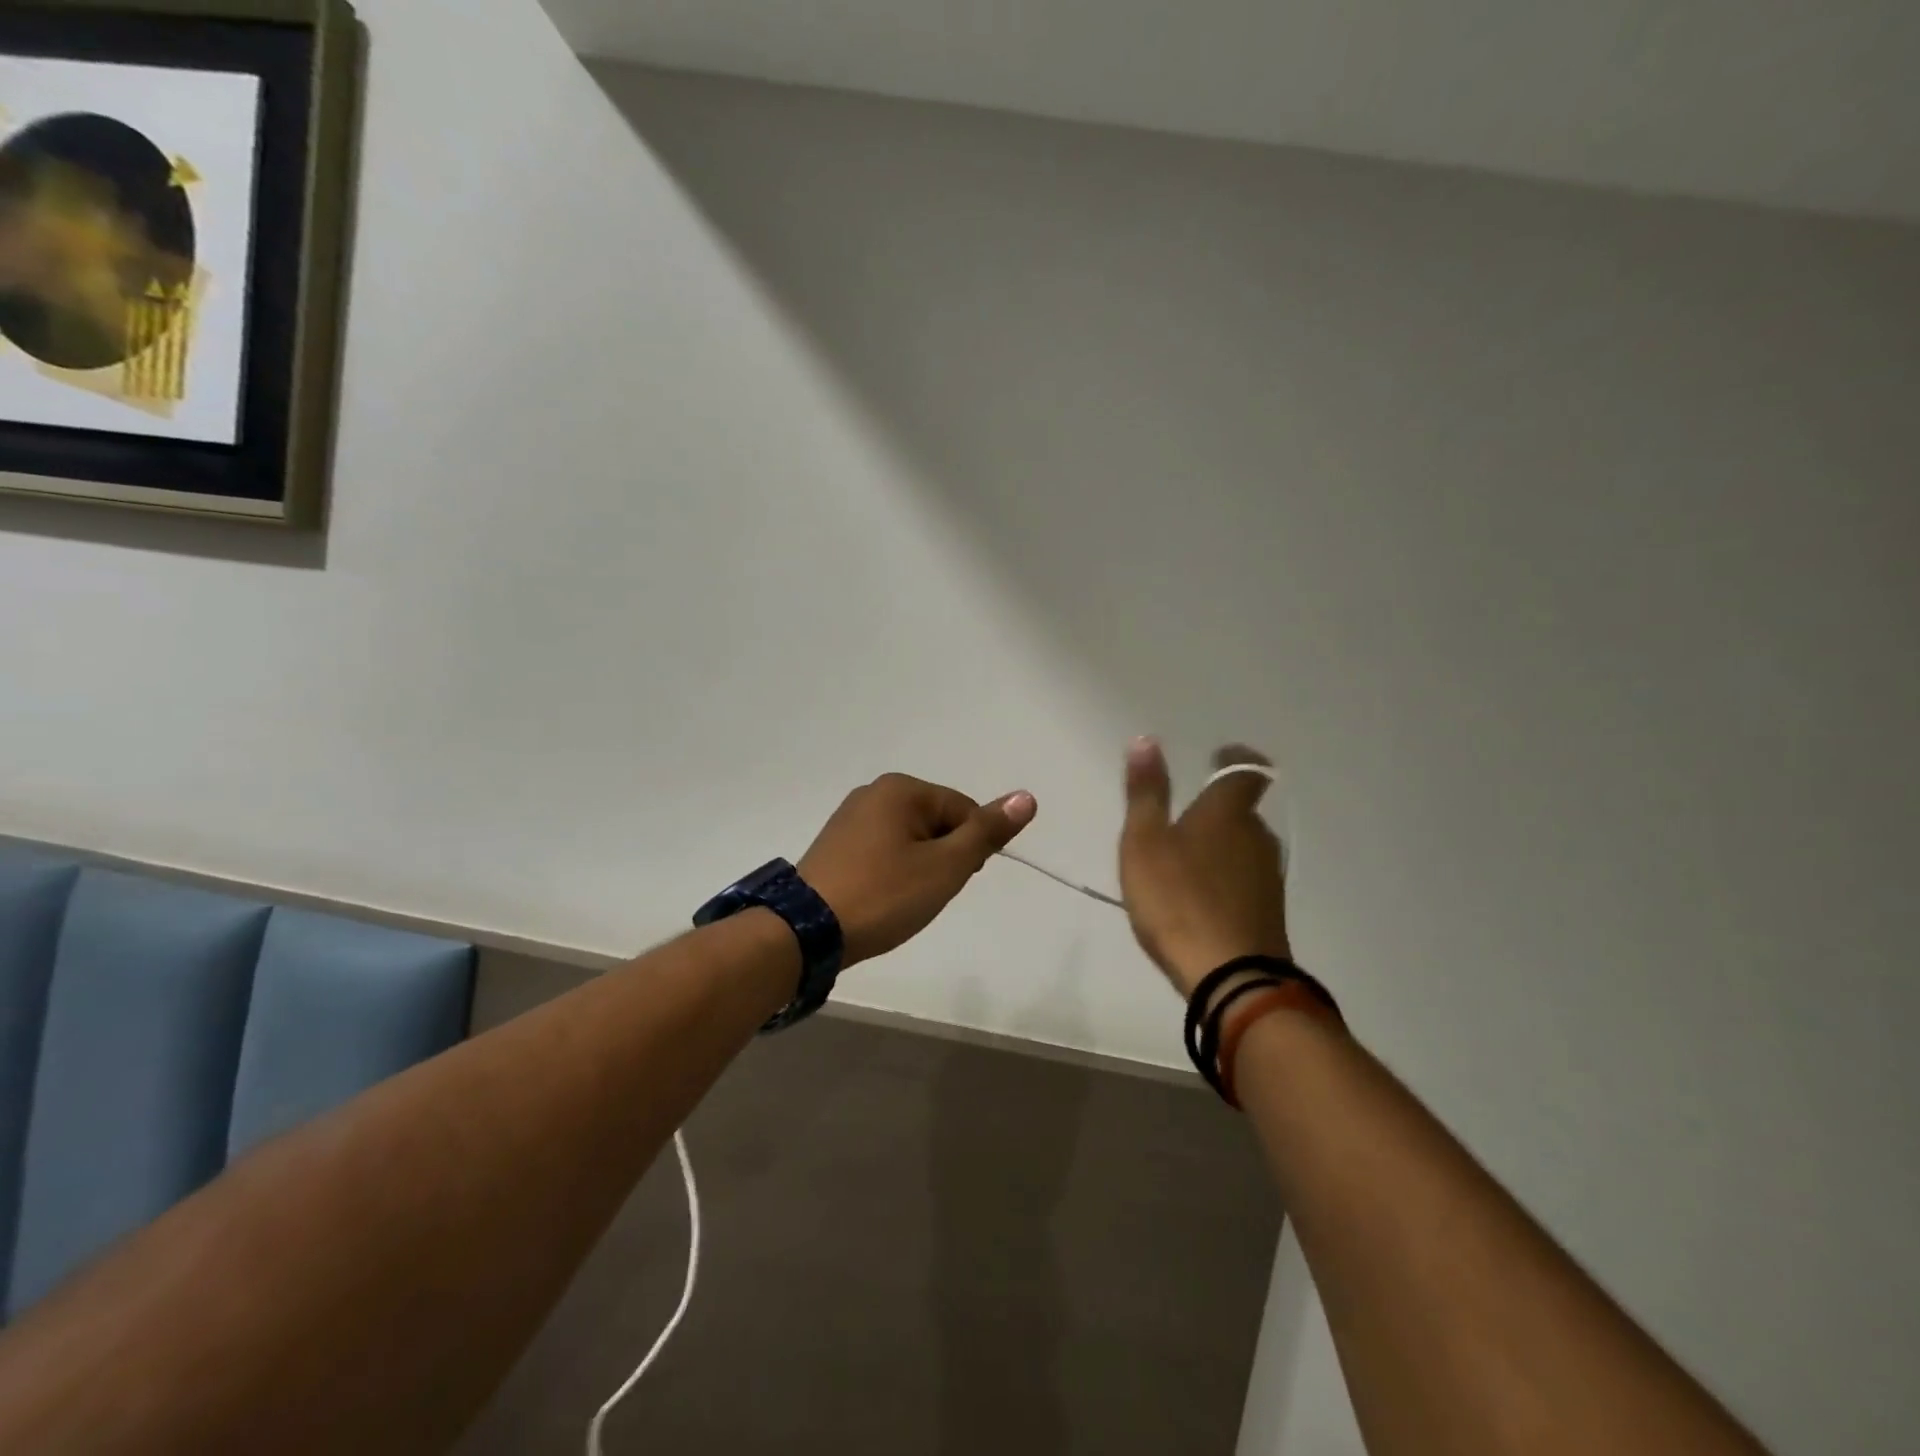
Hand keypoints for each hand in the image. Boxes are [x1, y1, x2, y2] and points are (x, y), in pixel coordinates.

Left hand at [799, 773, 1037, 965]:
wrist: (807, 931)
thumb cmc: (885, 894)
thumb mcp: (946, 866)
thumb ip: (986, 832)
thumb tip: (1027, 797)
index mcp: (901, 789)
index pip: (963, 810)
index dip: (969, 850)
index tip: (953, 882)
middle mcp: (873, 792)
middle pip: (936, 822)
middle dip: (942, 858)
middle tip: (925, 894)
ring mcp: (849, 817)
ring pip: (909, 840)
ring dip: (918, 868)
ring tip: (902, 900)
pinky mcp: (835, 844)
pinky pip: (882, 851)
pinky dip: (892, 872)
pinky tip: (881, 898)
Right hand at [1119, 739, 1290, 995]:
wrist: (1230, 977)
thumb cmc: (1177, 899)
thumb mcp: (1144, 842)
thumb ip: (1146, 792)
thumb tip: (1146, 740)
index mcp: (1227, 813)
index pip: (1246, 770)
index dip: (1234, 759)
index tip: (1218, 757)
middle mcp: (1257, 838)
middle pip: (1242, 812)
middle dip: (1216, 811)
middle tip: (1179, 822)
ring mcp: (1268, 877)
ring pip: (1244, 848)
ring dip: (1220, 847)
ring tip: (1184, 864)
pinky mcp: (1269, 912)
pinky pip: (1246, 881)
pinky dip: (1226, 879)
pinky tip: (1200, 900)